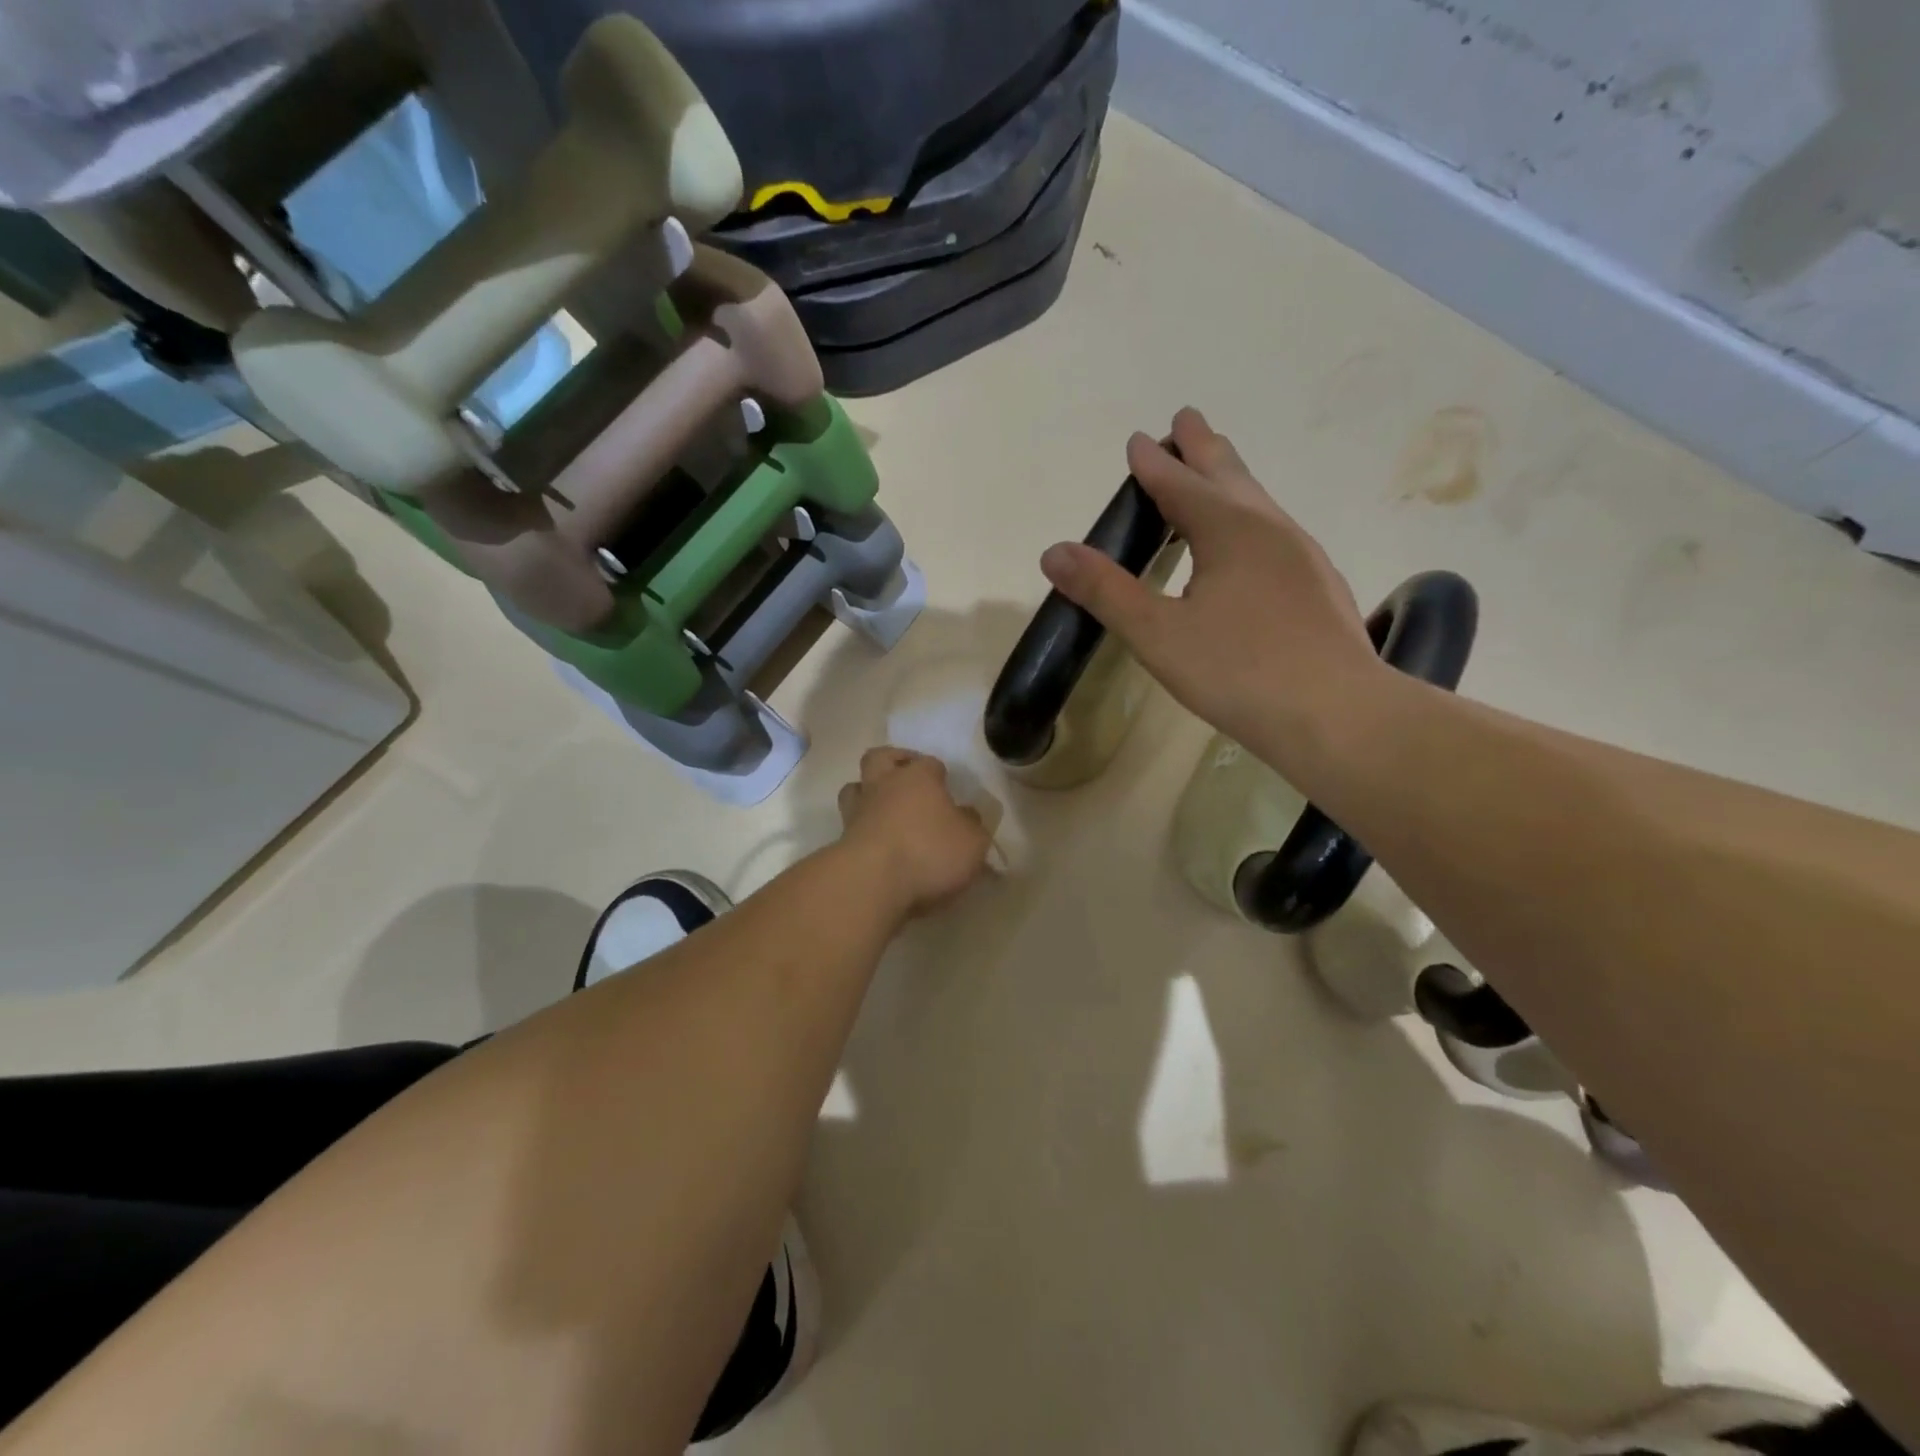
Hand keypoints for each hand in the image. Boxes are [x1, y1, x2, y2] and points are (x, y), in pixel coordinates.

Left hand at [836, 748, 991, 919]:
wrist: (871, 883)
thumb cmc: (929, 852)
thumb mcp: (972, 842)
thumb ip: (972, 826)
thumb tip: (967, 816)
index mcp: (918, 777)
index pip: (930, 763)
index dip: (940, 773)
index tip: (948, 788)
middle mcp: (884, 785)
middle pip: (880, 758)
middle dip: (894, 763)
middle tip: (908, 778)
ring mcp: (857, 812)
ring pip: (855, 788)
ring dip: (868, 793)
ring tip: (885, 810)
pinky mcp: (841, 841)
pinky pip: (851, 825)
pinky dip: (862, 829)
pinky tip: (877, 844)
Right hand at [1040, 407, 1381, 766]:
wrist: (1338, 714)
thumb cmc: (1238, 671)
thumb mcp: (1158, 635)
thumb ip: (1106, 591)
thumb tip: (1054, 552)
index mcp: (1229, 530)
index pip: (1180, 484)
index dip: (1153, 463)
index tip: (1138, 439)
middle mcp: (1269, 528)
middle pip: (1229, 474)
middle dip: (1202, 447)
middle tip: (1187, 419)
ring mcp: (1301, 555)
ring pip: (1259, 501)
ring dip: (1230, 478)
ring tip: (1216, 470)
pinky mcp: (1318, 584)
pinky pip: (1275, 530)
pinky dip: (1250, 516)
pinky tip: (1253, 543)